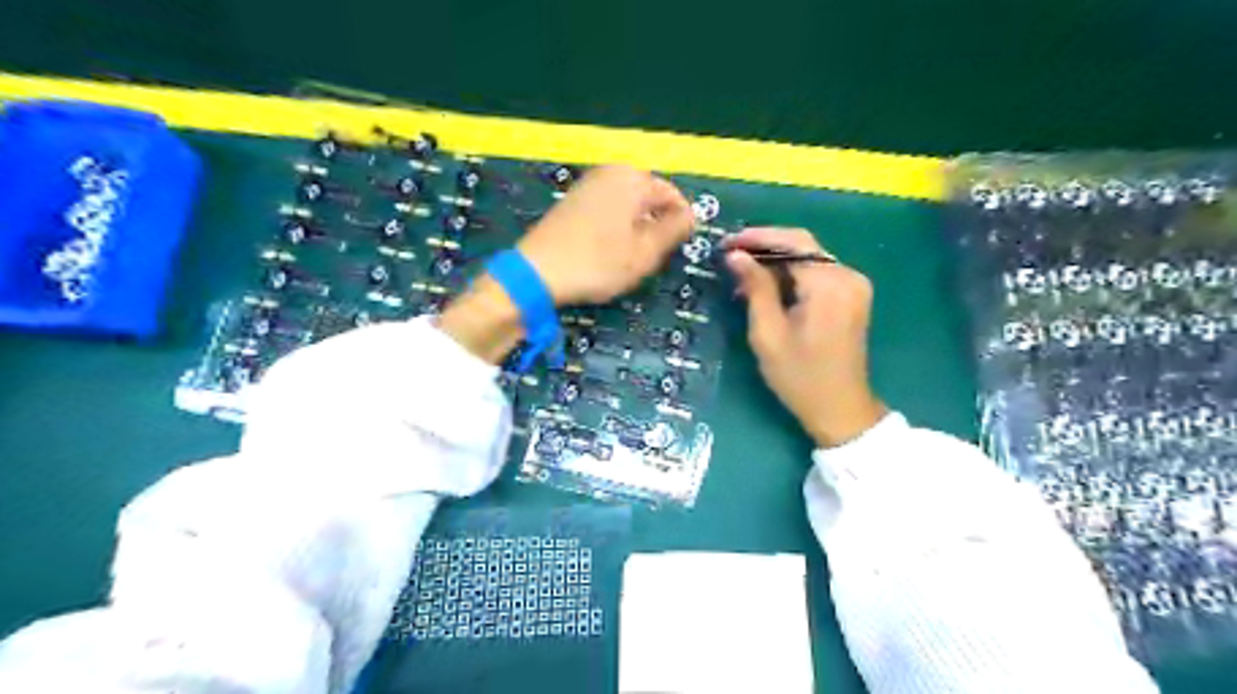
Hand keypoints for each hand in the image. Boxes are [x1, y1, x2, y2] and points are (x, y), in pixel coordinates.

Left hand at [518, 165, 695, 304]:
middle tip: (652, 258)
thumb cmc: (598, 263)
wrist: (536, 273)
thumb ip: (673, 230)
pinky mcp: (572, 201)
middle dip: (656, 226)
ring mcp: (588, 184)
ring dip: (636, 229)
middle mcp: (610, 172)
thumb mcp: (645, 252)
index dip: (680, 225)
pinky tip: (608, 252)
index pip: (672, 196)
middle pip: (649, 199)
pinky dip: (615, 228)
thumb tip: (690, 215)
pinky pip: (607, 210)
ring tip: (630, 258)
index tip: (675, 251)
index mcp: (632, 179)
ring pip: (628, 206)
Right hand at [728, 225, 888, 446]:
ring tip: (742, 273)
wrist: (840, 408)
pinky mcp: (852, 295)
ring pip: (809, 257)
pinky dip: (791, 274)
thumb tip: (736, 255)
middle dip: (765, 246)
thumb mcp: (768, 334)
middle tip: (730, 254)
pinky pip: (818, 272)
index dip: (757, 237)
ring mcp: (854, 285)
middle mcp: (848, 276)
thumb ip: (755, 289)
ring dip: (776, 261)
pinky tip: (768, 285)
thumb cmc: (799, 377)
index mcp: (829, 285)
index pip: (793, 242)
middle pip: (803, 245)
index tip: (726, 243)